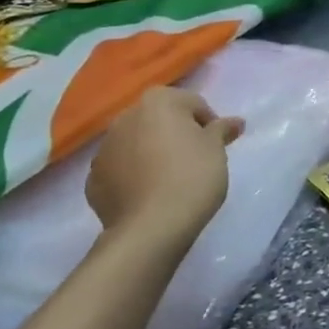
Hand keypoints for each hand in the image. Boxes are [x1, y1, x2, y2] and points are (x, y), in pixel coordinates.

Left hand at [88, 87, 240, 242]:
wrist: (150, 228)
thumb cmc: (191, 176)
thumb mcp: (216, 149)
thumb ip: (222, 129)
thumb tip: (236, 122)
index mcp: (157, 101)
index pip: (192, 104)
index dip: (208, 124)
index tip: (216, 147)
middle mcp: (125, 117)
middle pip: (160, 121)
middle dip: (176, 135)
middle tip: (195, 160)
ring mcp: (104, 149)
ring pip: (137, 144)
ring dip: (151, 154)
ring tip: (170, 180)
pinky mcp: (93, 181)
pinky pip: (120, 171)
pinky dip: (133, 177)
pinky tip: (148, 195)